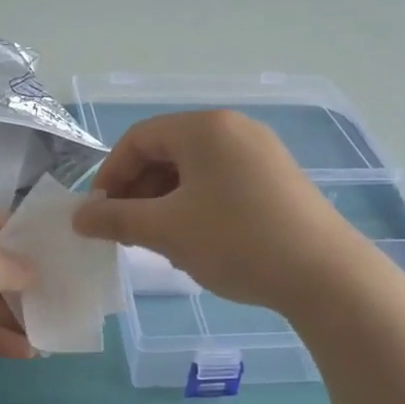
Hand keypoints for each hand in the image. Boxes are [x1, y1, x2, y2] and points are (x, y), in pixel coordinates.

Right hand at [72, 110, 367, 314]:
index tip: (99, 215)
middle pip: (167, 152)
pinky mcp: (279, 179)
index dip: (110, 175)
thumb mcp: (166, 230)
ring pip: (194, 170)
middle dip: (139, 191)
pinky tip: (198, 241)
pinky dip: (197, 205)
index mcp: (204, 128)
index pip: (138, 139)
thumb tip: (79, 217)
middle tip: (128, 231)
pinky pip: (221, 182)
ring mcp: (262, 152)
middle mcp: (234, 128)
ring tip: (161, 241)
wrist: (325, 275)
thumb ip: (115, 219)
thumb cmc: (235, 241)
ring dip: (166, 201)